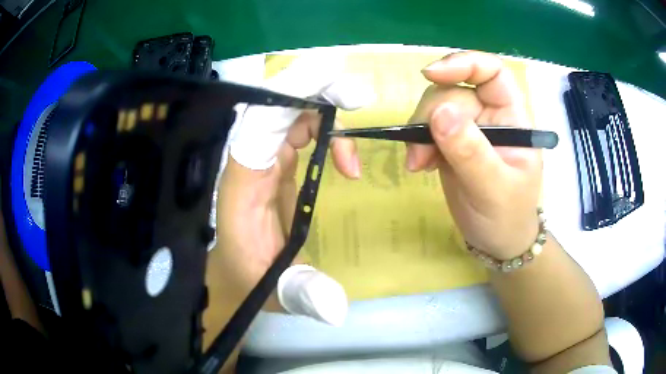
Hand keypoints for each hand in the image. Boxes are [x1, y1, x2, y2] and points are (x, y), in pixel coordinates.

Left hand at [205, 53, 370, 344]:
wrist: (238, 274)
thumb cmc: (250, 280)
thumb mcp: (277, 293)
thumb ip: (303, 295)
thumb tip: (337, 307)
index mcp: (240, 185)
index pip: (258, 125)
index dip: (291, 96)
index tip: (337, 86)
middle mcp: (247, 162)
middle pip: (273, 105)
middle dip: (315, 89)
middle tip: (357, 96)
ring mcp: (261, 158)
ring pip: (288, 111)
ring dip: (325, 111)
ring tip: (353, 151)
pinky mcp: (274, 162)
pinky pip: (298, 128)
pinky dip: (326, 131)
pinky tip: (345, 160)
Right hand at [407, 51, 541, 259]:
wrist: (496, 241)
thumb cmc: (508, 216)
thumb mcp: (494, 188)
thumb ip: (470, 152)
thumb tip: (439, 114)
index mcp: (512, 116)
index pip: (492, 72)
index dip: (463, 64)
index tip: (432, 74)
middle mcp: (490, 114)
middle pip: (454, 89)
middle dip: (432, 113)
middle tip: (420, 152)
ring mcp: (468, 128)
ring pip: (435, 106)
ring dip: (419, 130)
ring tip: (419, 164)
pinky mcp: (450, 142)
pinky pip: (426, 127)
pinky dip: (417, 141)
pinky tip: (420, 165)